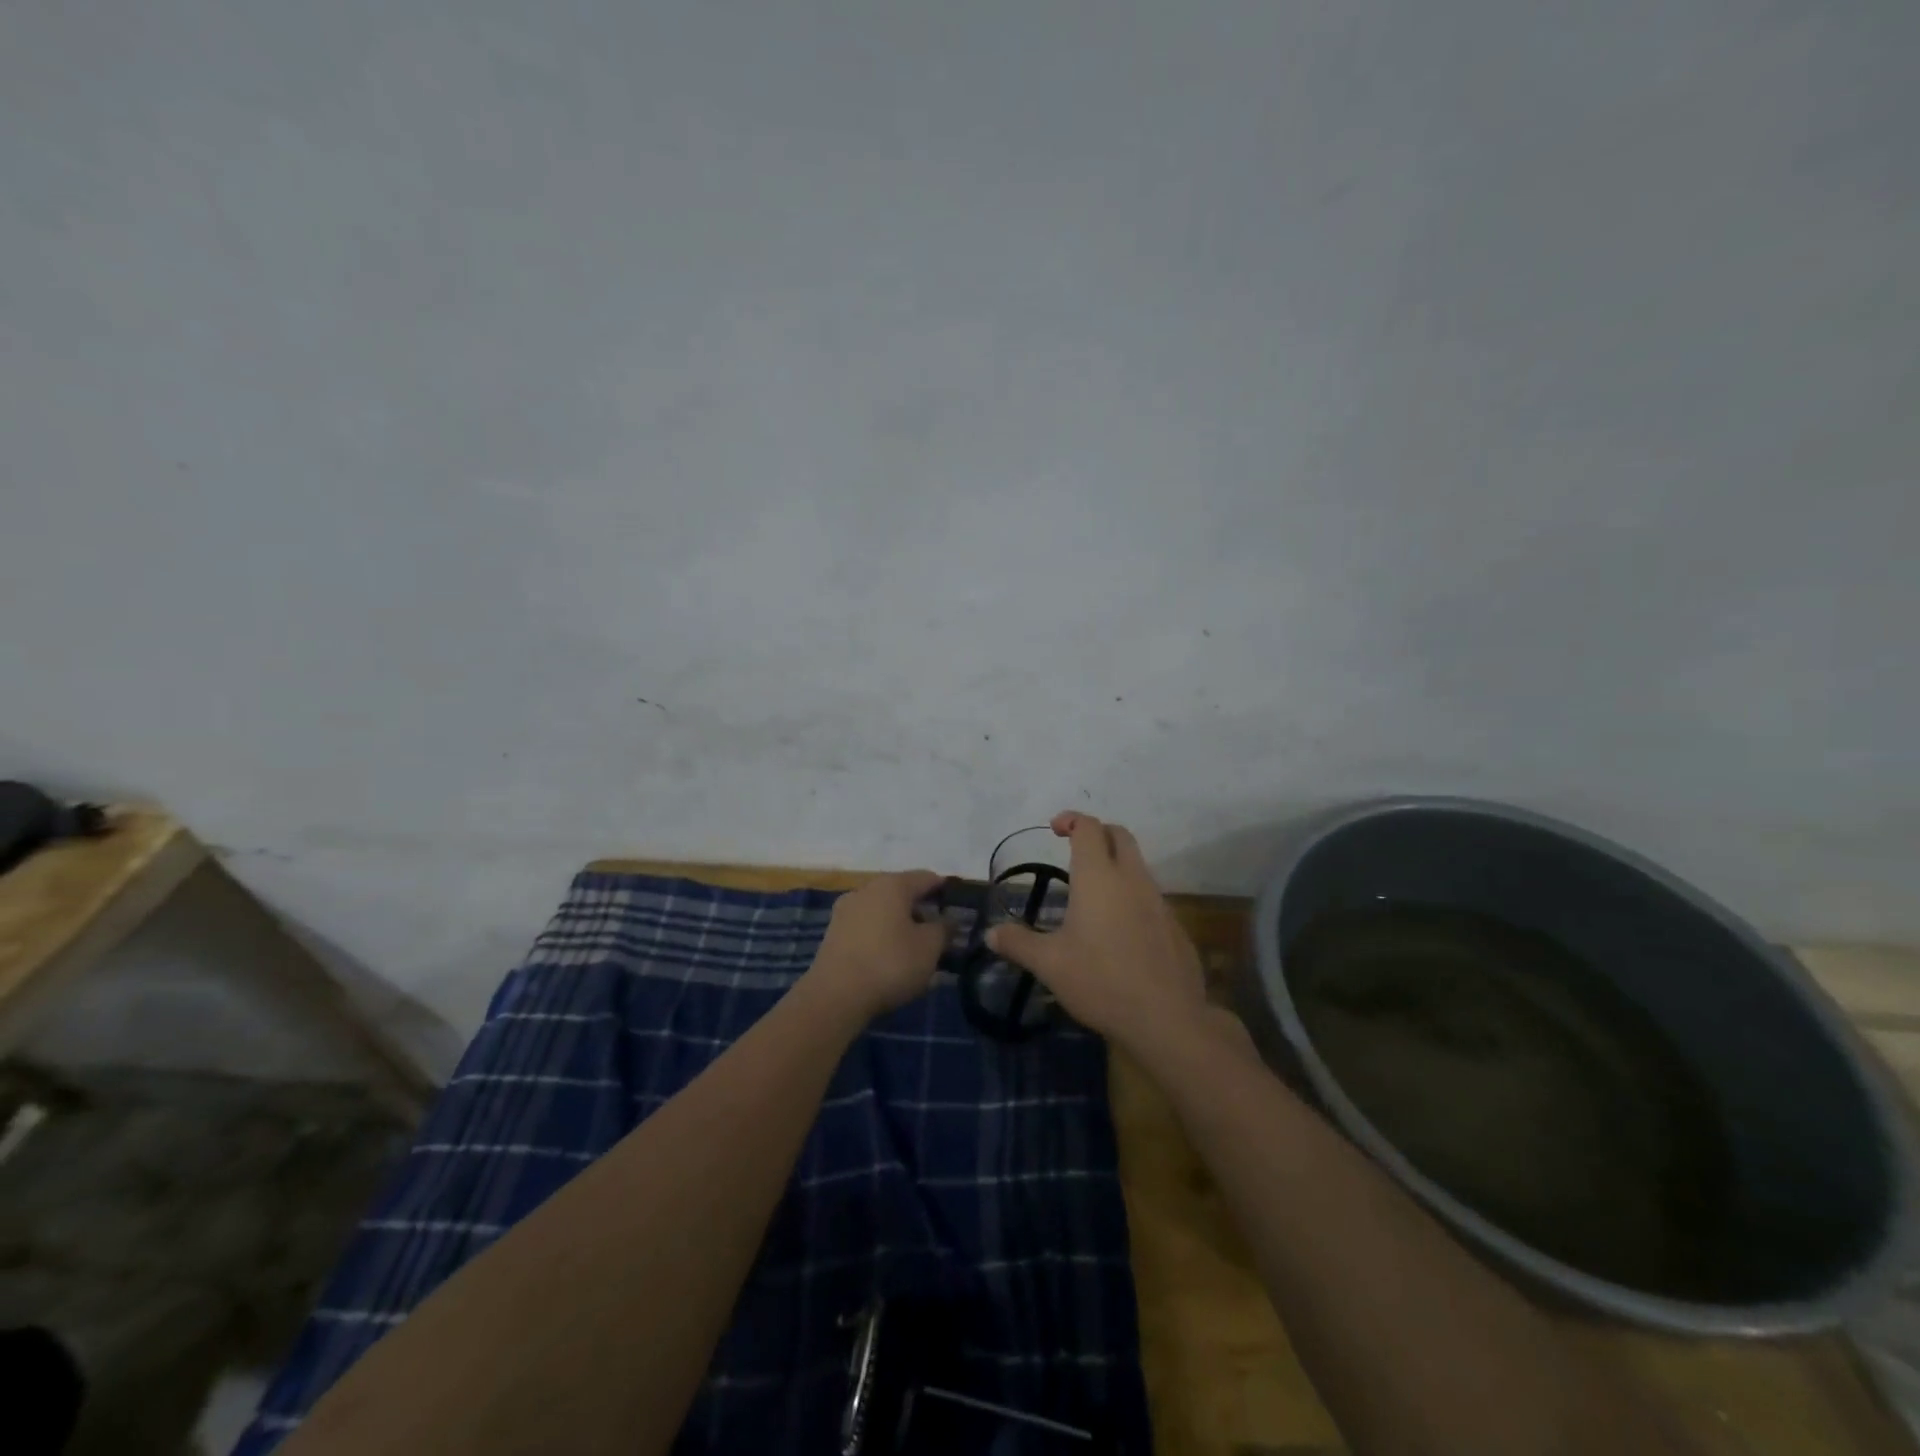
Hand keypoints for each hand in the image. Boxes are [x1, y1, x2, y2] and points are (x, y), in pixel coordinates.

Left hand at [807, 870, 947, 1020]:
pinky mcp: (833, 932)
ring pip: (882, 909)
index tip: (959, 908)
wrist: (834, 996)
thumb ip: (944, 929)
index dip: (945, 891)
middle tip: (939, 932)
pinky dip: (881, 935)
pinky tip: (889, 956)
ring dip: (900, 922)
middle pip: (902, 892)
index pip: (927, 878)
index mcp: (893, 884)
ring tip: (915, 948)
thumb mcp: (929, 948)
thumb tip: (948, 919)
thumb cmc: (890, 964)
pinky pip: (866, 926)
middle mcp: (867, 889)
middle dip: (922, 909)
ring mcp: (846, 910)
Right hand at [986, 813, 1208, 1055]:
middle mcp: (1132, 879)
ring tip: (1092, 894)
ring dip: (1116, 866)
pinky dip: (1132, 897)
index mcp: (1099, 877)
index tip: (1055, 829)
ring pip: (1138, 866)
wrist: (1167, 1018)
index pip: (1088, 828)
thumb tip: (990, 933)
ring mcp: (1159, 901)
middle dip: (1097, 833)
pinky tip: (1118, 931)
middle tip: (1075, 849)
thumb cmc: (1101, 981)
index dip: (1071, 820)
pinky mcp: (1174, 926)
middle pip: (1120, 835)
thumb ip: (1018, 943)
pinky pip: (1151, 897)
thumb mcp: (1049, 964)